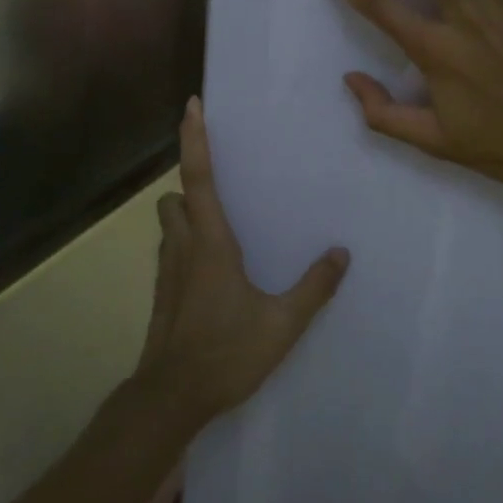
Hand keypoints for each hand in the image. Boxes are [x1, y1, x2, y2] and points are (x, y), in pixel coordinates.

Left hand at [133, 98, 347, 430]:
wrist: (170, 398)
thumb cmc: (226, 353)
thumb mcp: (282, 324)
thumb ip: (314, 287)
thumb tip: (341, 254)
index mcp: (211, 243)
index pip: (199, 177)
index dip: (195, 139)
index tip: (192, 105)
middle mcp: (183, 247)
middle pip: (174, 198)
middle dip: (189, 185)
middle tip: (220, 189)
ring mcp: (167, 272)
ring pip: (168, 225)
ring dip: (185, 216)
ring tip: (218, 229)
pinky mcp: (161, 294)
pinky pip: (170, 253)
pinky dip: (184, 246)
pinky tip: (210, 272)